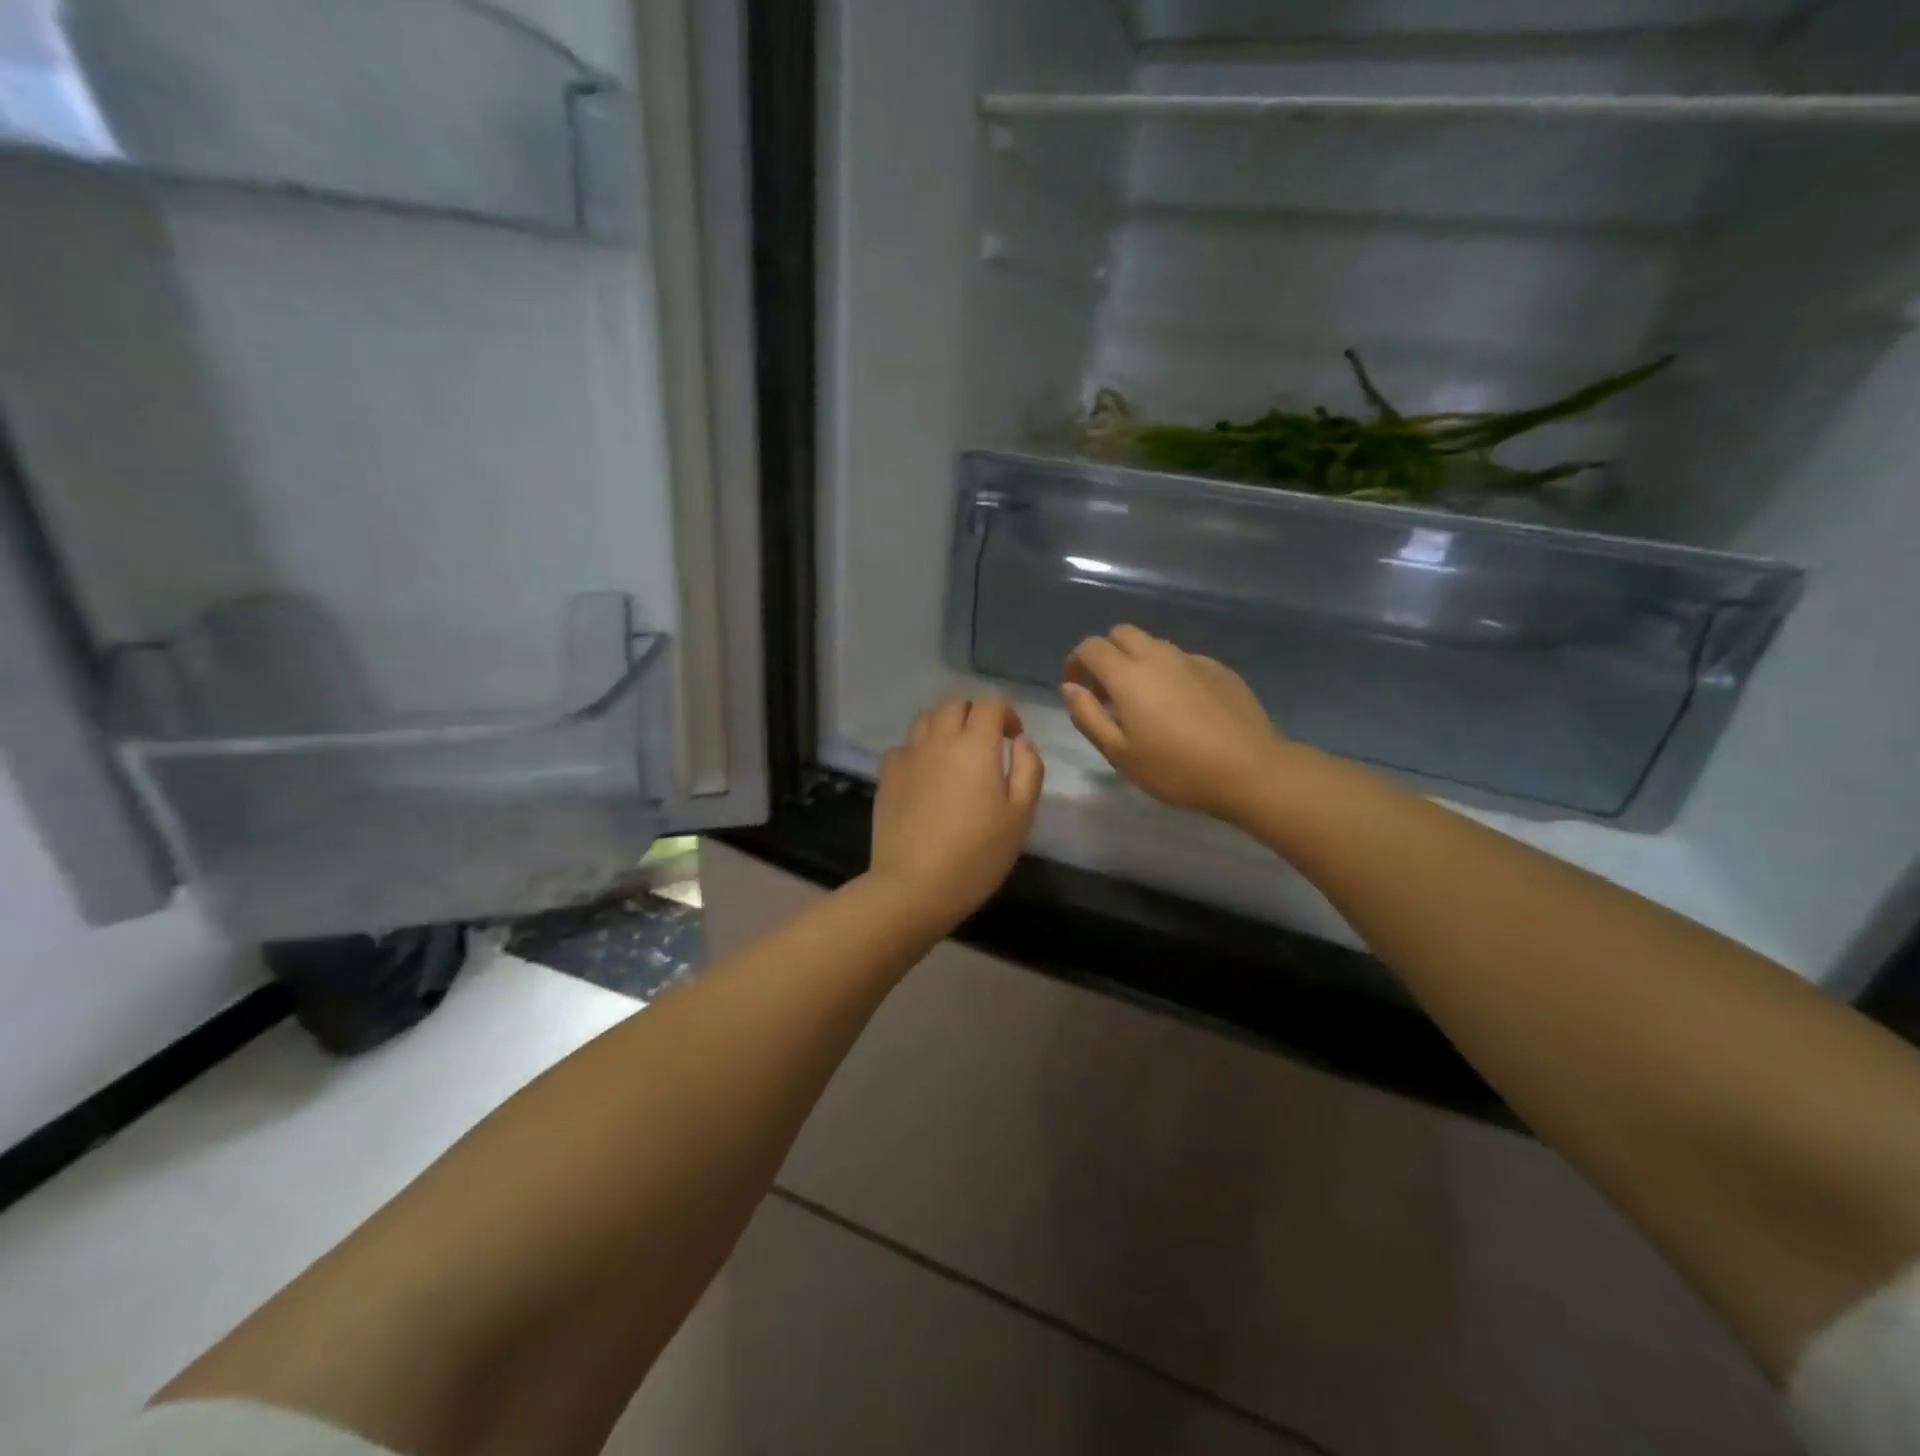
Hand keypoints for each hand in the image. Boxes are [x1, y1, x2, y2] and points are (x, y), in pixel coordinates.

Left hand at [868, 698, 1043, 930]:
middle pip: (955, 704)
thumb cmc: (976, 854)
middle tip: (987, 743)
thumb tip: (1023, 741)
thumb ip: (1028, 770)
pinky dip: (919, 749)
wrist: (913, 885)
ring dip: (945, 725)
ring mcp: (908, 755)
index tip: (1014, 738)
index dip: (1006, 713)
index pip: (990, 704)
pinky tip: (925, 774)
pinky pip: (904, 746)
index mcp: (976, 745)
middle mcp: (939, 739)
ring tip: (955, 753)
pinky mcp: (886, 775)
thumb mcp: (1020, 816)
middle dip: (975, 714)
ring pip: (926, 719)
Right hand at [1063, 626, 1286, 820]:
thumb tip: (1070, 688)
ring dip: (1137, 662)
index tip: (1076, 687)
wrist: (1250, 770)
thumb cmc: (1176, 768)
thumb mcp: (1120, 753)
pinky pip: (1182, 660)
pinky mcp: (1219, 669)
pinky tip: (1180, 707)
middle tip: (1106, 691)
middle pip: (1122, 634)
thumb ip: (1088, 716)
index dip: (1076, 662)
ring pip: (1154, 644)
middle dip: (1106, 654)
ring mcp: (1192, 659)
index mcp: (1128, 674)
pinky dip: (1169, 673)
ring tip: (1143, 701)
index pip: (1091, 647)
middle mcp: (1158, 656)